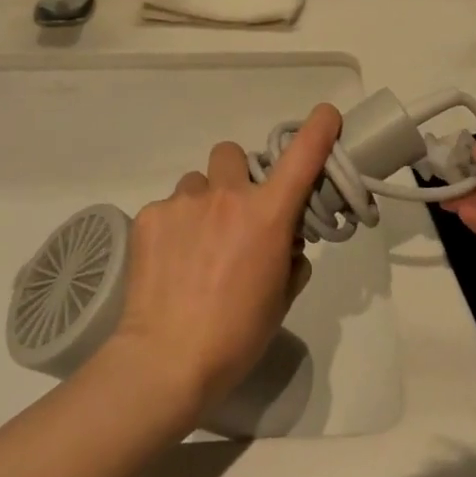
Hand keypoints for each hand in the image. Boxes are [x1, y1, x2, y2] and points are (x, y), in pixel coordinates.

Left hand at [107, 104, 341, 421]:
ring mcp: (184, 202)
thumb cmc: (237, 335)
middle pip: (233, 153)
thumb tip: (283, 242)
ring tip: (195, 245)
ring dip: (203, 203)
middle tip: (233, 213)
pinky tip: (169, 262)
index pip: (302, 155)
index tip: (326, 116)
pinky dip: (174, 227)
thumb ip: (290, 257)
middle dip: (237, 175)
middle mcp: (227, 195)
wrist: (166, 360)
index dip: (318, 128)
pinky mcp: (149, 216)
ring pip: (197, 182)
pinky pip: (168, 207)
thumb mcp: (282, 297)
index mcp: (268, 214)